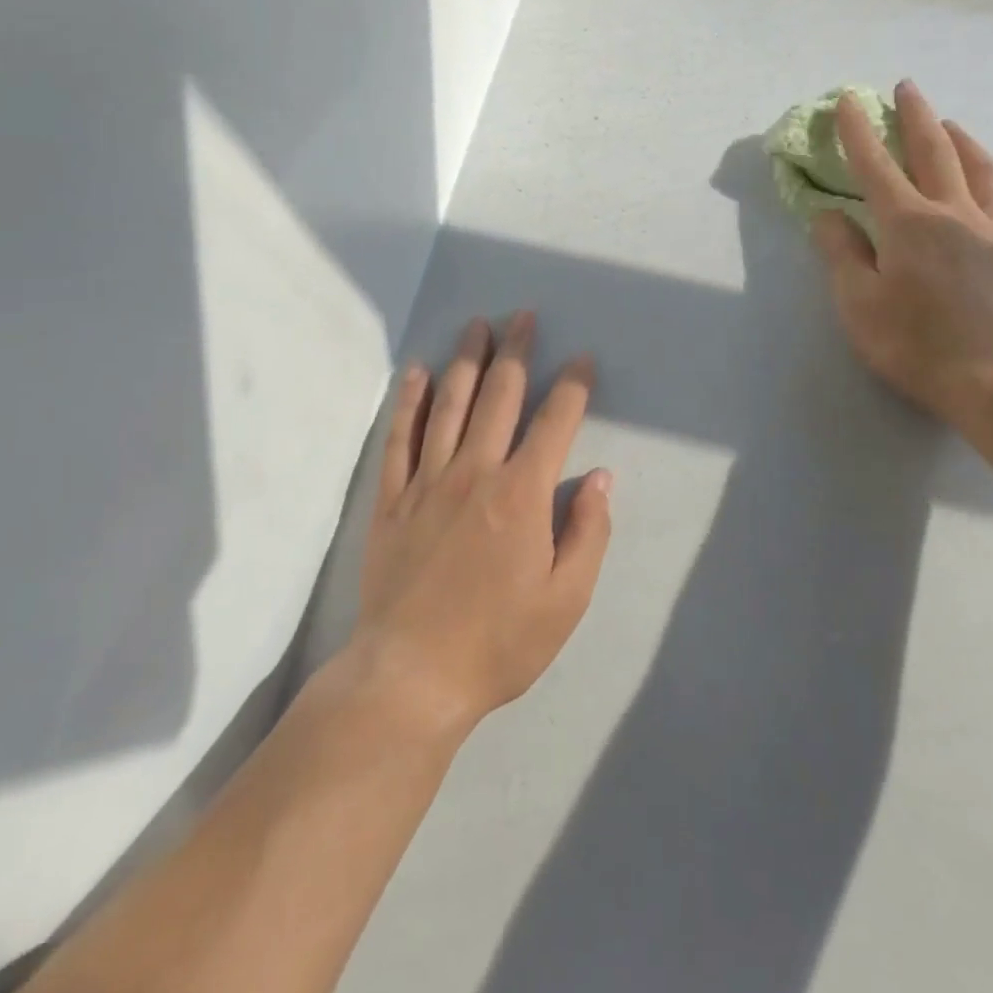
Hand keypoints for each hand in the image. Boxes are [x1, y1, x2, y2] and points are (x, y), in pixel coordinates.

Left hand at [352, 313, 611, 731]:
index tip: (582, 360)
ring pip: (450, 404)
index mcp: (522, 494)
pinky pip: (400, 437)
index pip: (555, 422)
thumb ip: (588, 532)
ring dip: (467, 360)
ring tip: (477, 325)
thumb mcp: (567, 600)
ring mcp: (427, 481)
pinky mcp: (391, 499)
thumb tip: (601, 478)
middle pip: (499, 396)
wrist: (411, 677)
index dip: (573, 386)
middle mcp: (475, 472)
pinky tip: (418, 372)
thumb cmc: (499, 642)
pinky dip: (410, 401)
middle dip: (517, 351)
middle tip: (524, 316)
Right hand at [812, 81, 992, 422]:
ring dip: (964, 141)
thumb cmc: (913, 342)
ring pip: (982, 170)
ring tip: (952, 124)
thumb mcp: (857, 302)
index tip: (848, 100)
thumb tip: (826, 214)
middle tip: (907, 87)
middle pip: (935, 152)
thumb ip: (841, 253)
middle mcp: (952, 213)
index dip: (858, 132)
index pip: (875, 166)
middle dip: (917, 116)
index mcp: (907, 222)